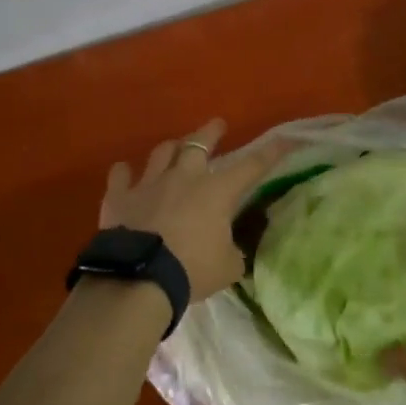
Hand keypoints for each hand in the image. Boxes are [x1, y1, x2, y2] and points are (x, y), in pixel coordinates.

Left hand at [99, 120, 290, 303]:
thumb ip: (233, 252)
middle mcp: (185, 177)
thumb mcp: (228, 267)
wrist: (139, 279)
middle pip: (199, 143)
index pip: (252, 165)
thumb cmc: (192, 270)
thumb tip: (232, 250)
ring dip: (171, 148)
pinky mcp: (119, 196)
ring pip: (162, 152)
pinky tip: (126, 173)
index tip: (286, 139)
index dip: (271, 152)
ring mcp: (149, 183)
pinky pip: (120, 175)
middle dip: (211, 132)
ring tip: (174, 148)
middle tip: (217, 125)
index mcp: (217, 191)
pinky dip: (126, 173)